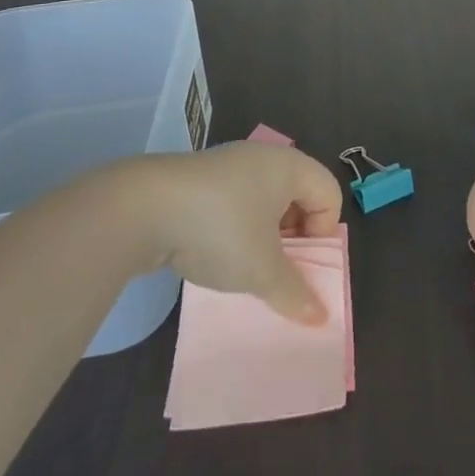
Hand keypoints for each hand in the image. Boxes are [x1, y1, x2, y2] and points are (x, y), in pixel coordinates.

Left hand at [129, 143, 343, 325]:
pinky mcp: (200, 178)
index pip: (329, 193)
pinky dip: (235, 228)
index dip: (324, 231)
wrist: (145, 207)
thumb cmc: (220, 229)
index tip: (300, 260)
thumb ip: (294, 292)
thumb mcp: (262, 269)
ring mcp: (229, 164)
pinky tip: (214, 252)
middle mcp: (264, 158)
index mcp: (289, 166)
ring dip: (263, 236)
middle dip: (294, 237)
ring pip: (264, 202)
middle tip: (277, 268)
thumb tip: (319, 317)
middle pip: (298, 196)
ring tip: (245, 265)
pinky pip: (234, 202)